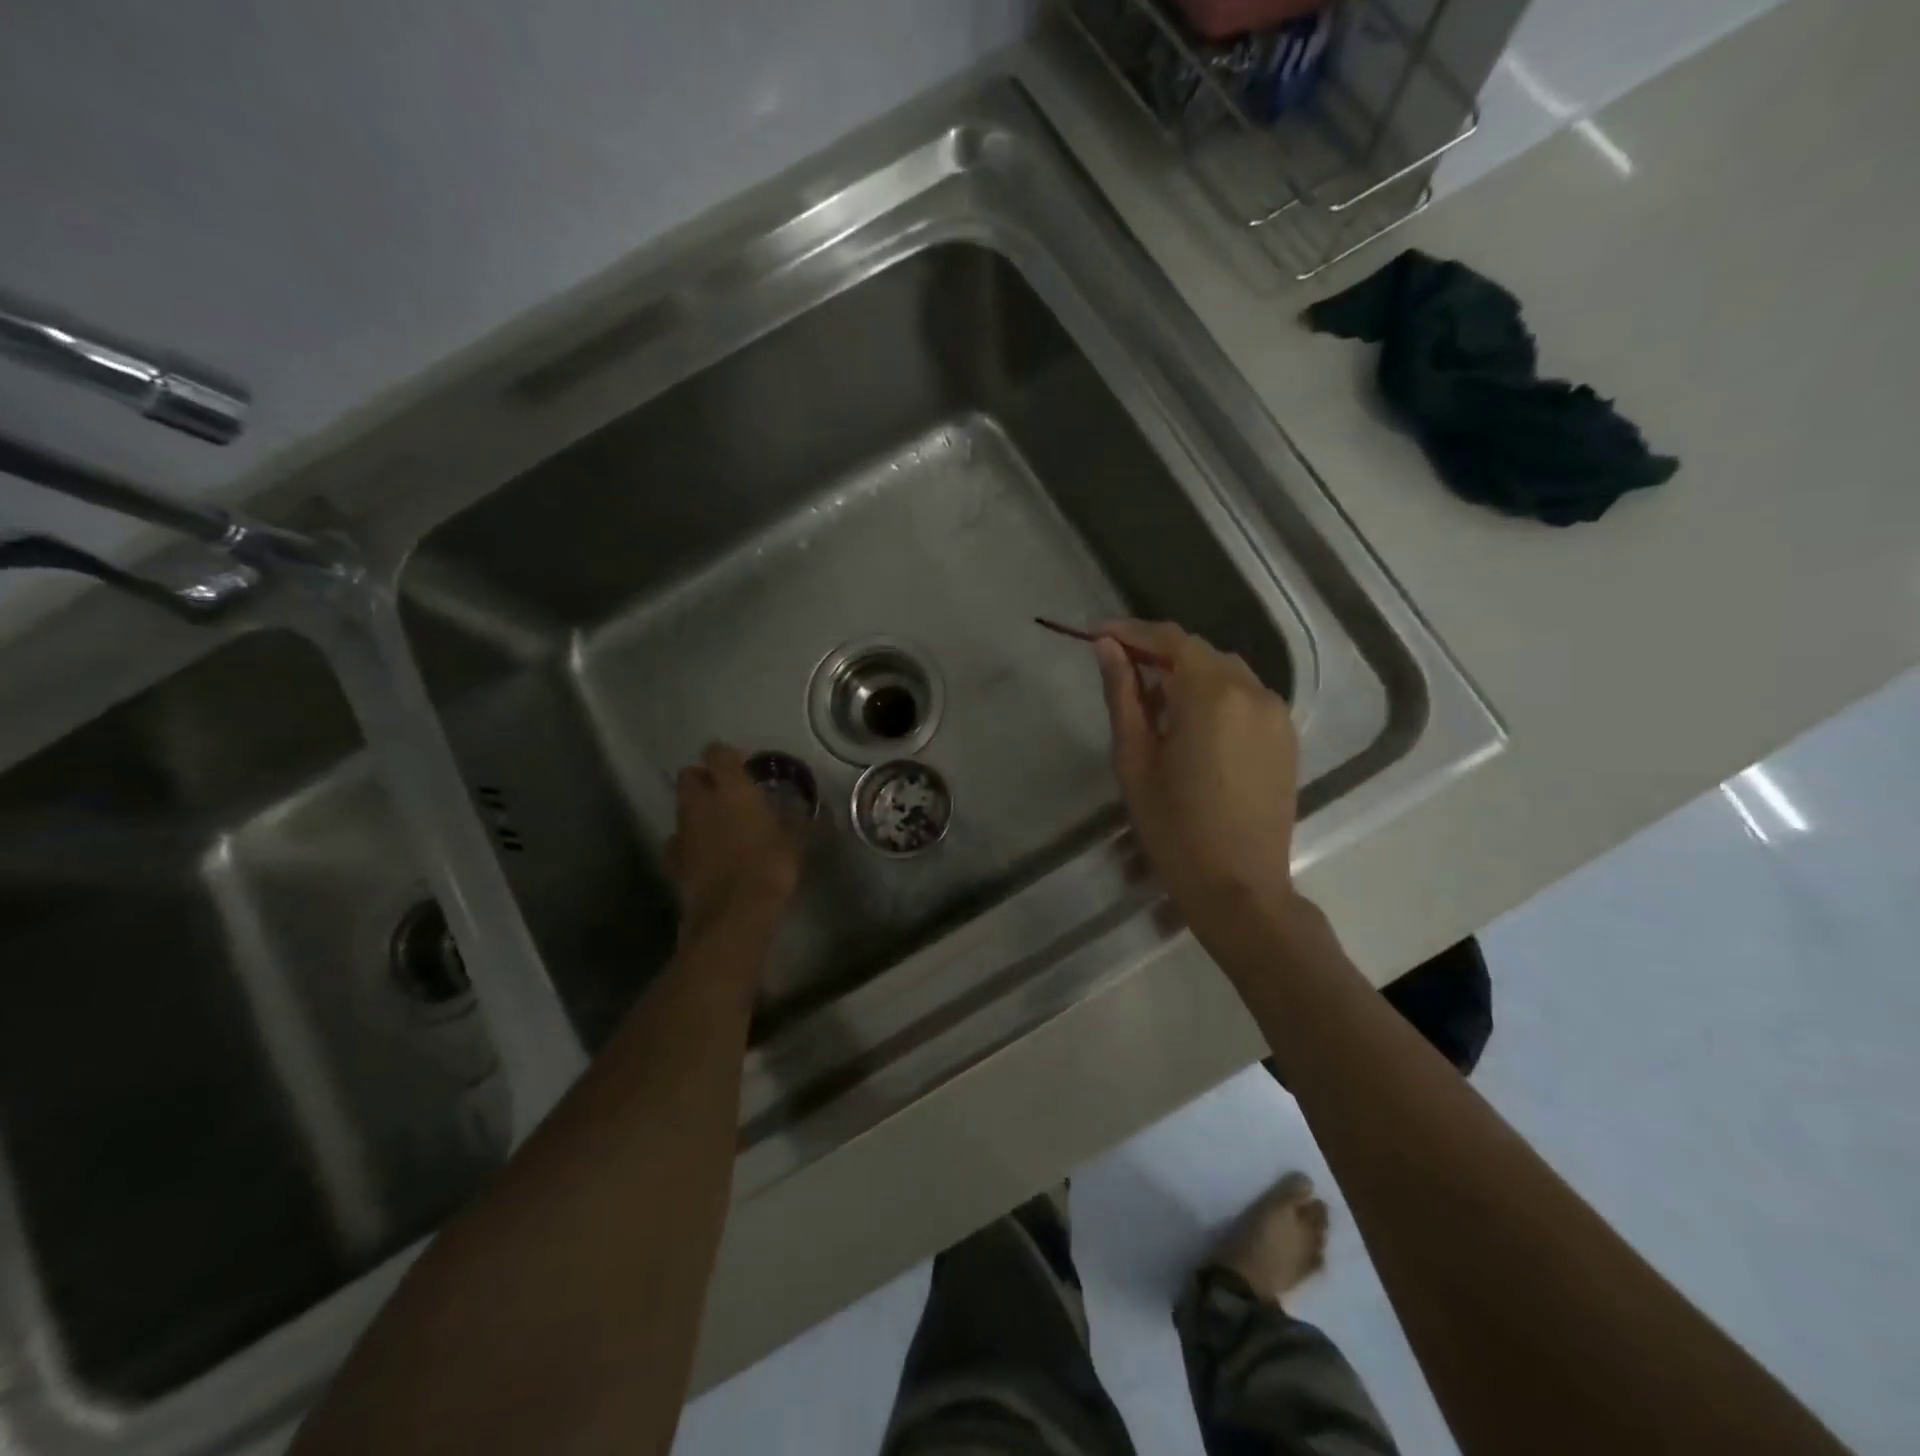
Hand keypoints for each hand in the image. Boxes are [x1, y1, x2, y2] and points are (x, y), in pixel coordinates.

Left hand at [665, 743, 801, 944]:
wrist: (733, 914)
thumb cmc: (770, 867)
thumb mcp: (795, 840)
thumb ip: (794, 817)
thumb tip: (802, 806)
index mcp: (730, 789)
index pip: (717, 753)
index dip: (728, 756)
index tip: (745, 767)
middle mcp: (700, 802)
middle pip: (689, 776)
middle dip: (704, 779)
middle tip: (727, 793)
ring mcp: (682, 831)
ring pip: (682, 807)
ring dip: (697, 810)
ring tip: (720, 826)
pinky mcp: (672, 860)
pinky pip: (677, 841)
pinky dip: (689, 842)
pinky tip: (706, 855)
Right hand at [1094, 621, 1301, 948]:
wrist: (1239, 888)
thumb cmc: (1174, 828)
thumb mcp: (1134, 759)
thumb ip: (1123, 695)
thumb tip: (1108, 649)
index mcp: (1212, 695)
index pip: (1170, 639)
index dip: (1131, 631)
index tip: (1097, 634)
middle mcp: (1253, 692)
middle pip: (1199, 652)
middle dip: (1157, 652)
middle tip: (1118, 668)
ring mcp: (1276, 714)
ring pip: (1224, 672)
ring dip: (1186, 674)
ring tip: (1151, 701)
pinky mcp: (1286, 737)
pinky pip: (1245, 697)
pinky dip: (1213, 696)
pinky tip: (1189, 724)